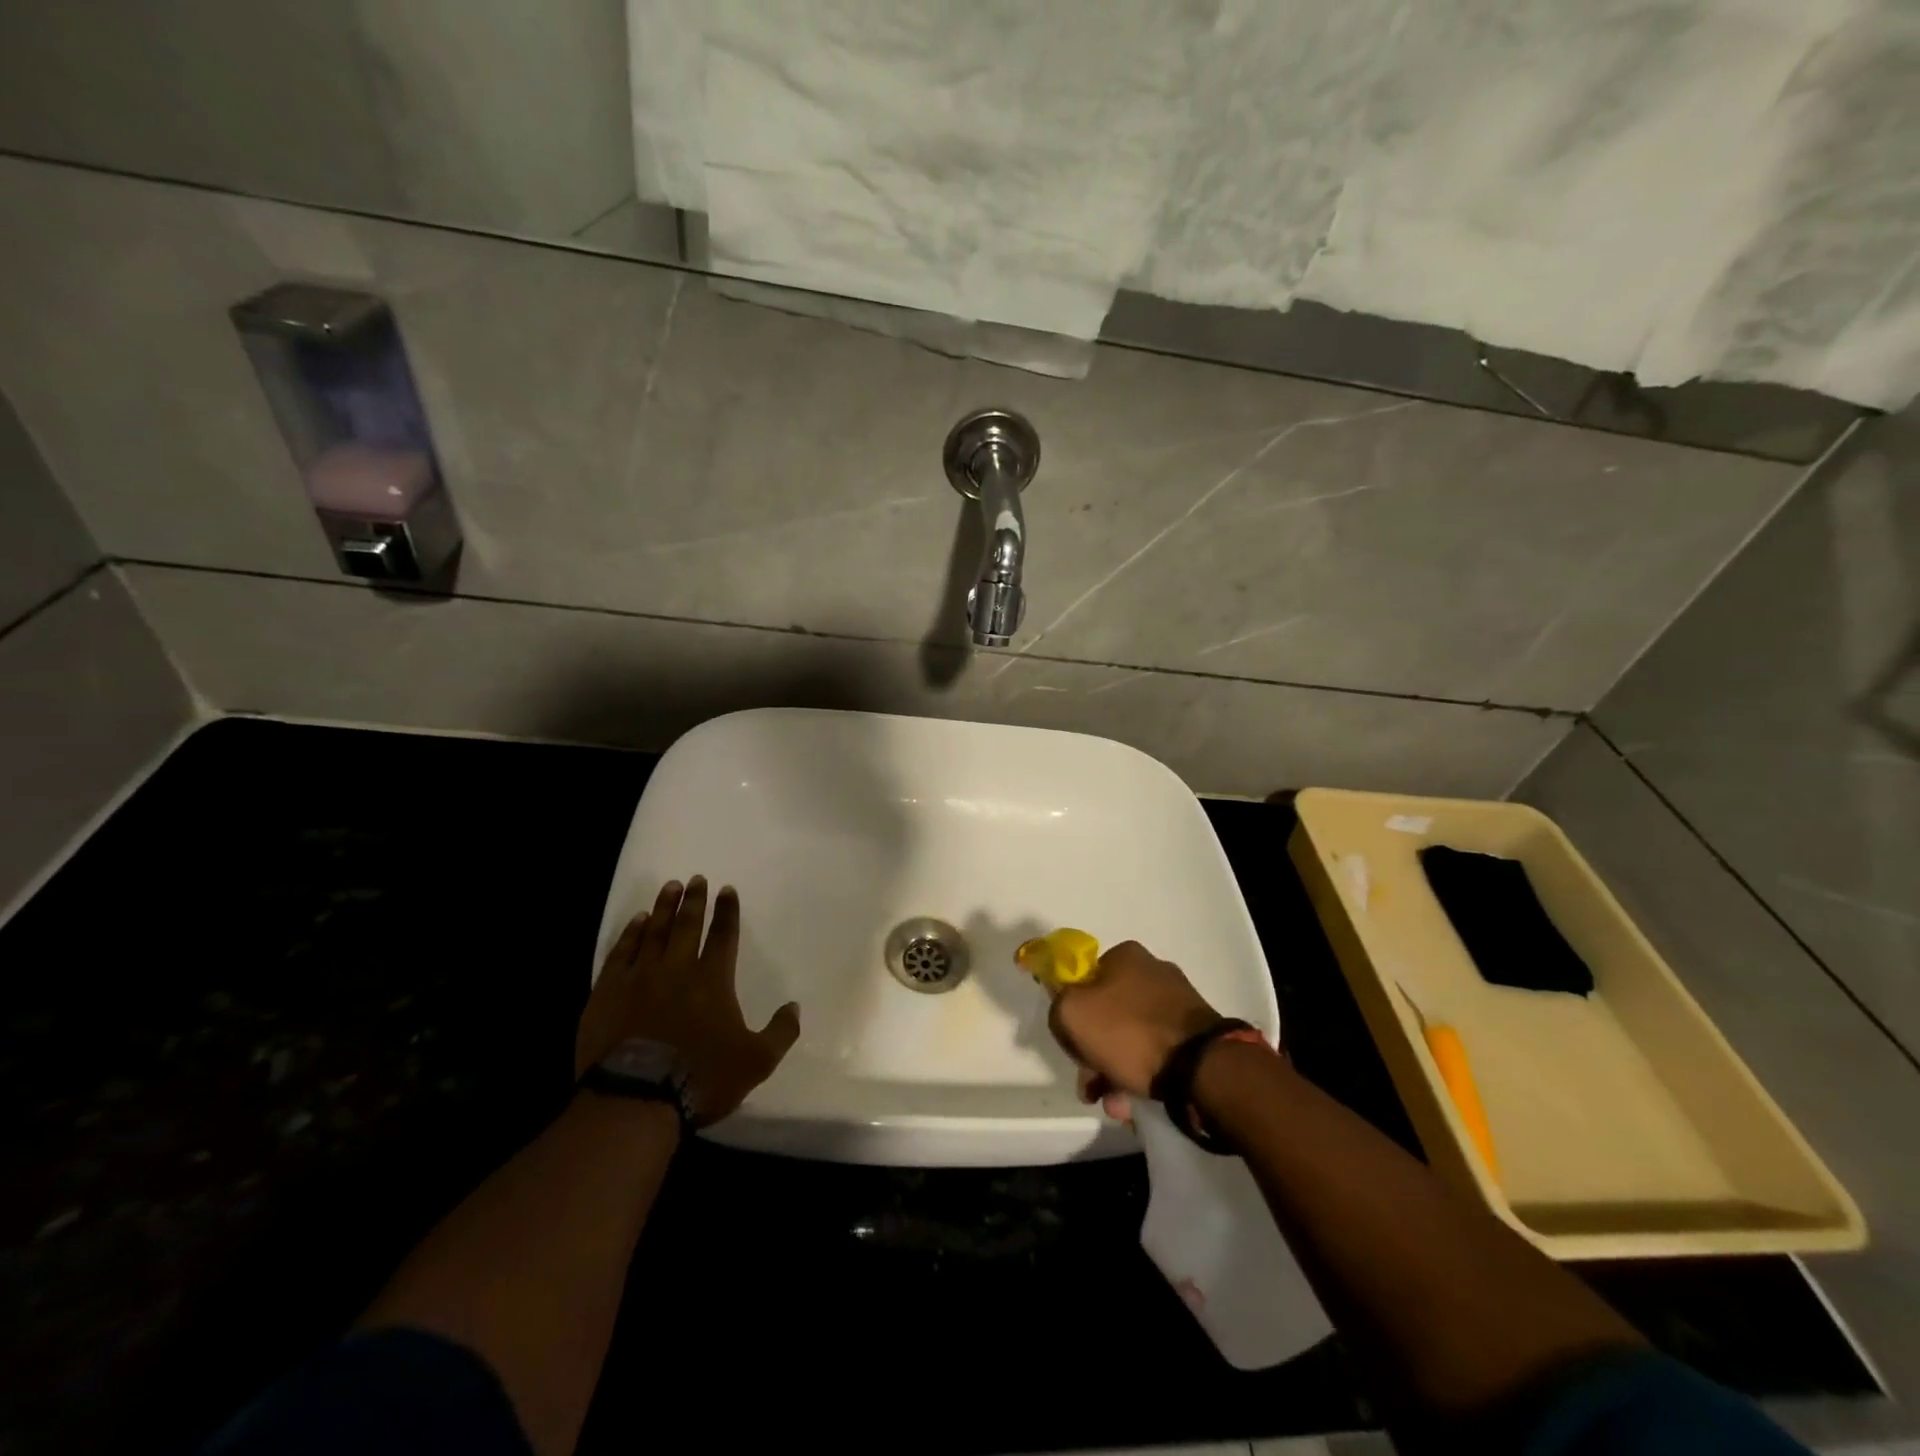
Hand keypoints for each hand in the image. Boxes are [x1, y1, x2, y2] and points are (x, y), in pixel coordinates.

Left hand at [576, 877, 799, 1127]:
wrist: (635, 1098)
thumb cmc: (700, 1078)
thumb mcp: (756, 1062)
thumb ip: (780, 1032)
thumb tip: (795, 1007)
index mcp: (713, 980)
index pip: (723, 935)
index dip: (727, 911)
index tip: (727, 890)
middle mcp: (677, 969)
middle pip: (687, 925)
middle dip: (694, 900)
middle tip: (696, 878)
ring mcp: (639, 978)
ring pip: (654, 932)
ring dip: (663, 908)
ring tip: (670, 887)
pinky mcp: (608, 992)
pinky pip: (621, 952)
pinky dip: (630, 933)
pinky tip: (636, 921)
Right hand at [1046, 940, 1221, 1110]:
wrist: (1201, 1068)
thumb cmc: (1129, 1032)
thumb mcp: (1071, 1013)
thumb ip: (1057, 1005)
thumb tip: (1066, 1012)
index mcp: (1125, 955)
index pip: (1083, 980)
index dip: (1072, 1014)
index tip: (1072, 1045)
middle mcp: (1153, 970)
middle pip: (1107, 1013)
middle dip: (1094, 1053)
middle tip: (1091, 1086)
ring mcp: (1178, 1002)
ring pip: (1131, 1036)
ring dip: (1115, 1070)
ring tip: (1116, 1105)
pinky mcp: (1196, 1032)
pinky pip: (1157, 1051)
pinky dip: (1142, 1074)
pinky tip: (1135, 1102)